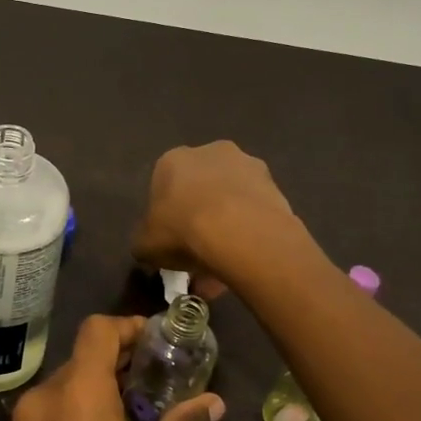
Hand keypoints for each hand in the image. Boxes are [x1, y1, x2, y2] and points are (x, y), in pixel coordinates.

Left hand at [0, 315, 225, 420]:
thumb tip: (212, 403)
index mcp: (77, 393)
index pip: (97, 331)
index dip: (127, 327)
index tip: (155, 341)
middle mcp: (41, 398)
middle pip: (80, 359)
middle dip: (116, 363)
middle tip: (154, 382)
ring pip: (62, 387)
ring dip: (94, 390)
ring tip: (131, 415)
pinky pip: (47, 413)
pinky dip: (73, 412)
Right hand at [132, 142, 296, 296]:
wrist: (240, 232)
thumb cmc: (182, 230)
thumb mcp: (144, 244)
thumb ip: (145, 242)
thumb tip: (150, 247)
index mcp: (173, 160)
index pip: (164, 186)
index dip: (166, 217)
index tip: (170, 241)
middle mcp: (211, 152)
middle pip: (200, 190)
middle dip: (199, 220)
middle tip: (198, 255)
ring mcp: (248, 166)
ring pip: (230, 202)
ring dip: (226, 229)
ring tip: (223, 268)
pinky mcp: (276, 186)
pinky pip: (254, 214)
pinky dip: (248, 235)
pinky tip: (243, 262)